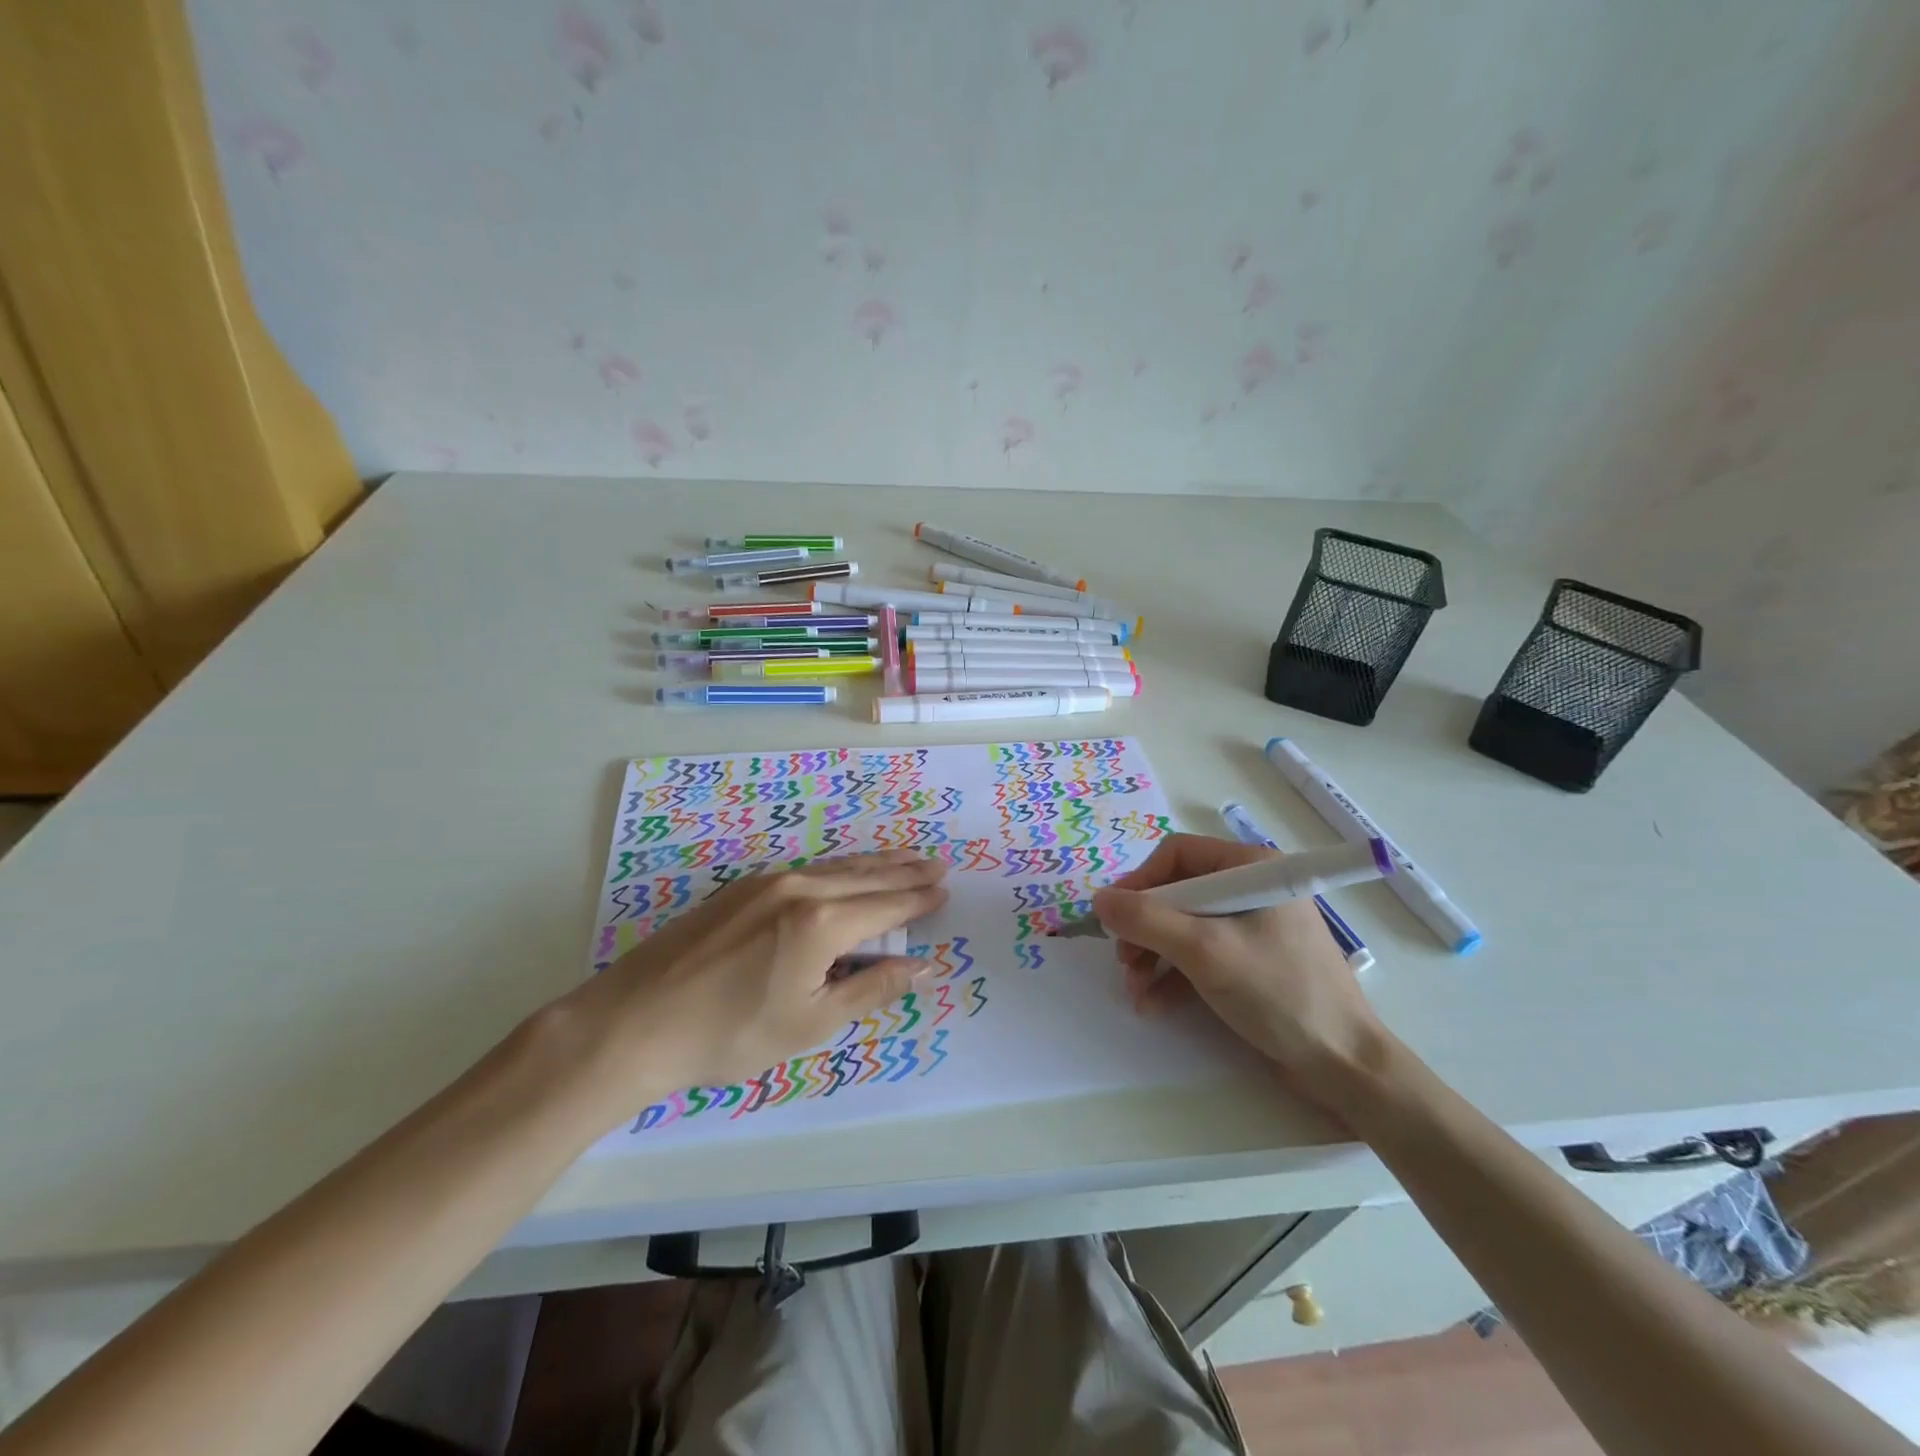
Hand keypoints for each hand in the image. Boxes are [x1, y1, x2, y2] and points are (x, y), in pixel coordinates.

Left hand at [567, 850, 948, 1112]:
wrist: (635, 1021)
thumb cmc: (730, 1034)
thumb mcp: (811, 1022)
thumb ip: (871, 988)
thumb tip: (923, 966)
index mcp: (822, 922)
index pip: (886, 906)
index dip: (918, 900)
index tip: (944, 891)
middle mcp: (800, 888)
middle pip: (866, 877)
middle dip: (905, 873)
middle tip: (937, 865)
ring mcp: (767, 882)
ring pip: (836, 867)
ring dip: (875, 865)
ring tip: (904, 859)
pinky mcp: (741, 888)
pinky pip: (809, 870)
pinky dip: (840, 869)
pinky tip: (845, 871)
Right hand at [1091, 834, 1384, 1103]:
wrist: (1344, 1067)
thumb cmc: (1279, 993)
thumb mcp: (1205, 952)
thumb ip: (1147, 921)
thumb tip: (1098, 899)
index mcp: (1251, 868)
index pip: (1177, 855)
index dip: (1140, 884)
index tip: (1115, 918)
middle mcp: (1250, 889)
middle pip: (1176, 893)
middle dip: (1144, 929)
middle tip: (1125, 961)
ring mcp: (1251, 927)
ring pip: (1183, 927)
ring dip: (1152, 956)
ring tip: (1135, 989)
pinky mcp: (1250, 961)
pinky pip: (1199, 955)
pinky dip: (1173, 976)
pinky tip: (1153, 1004)